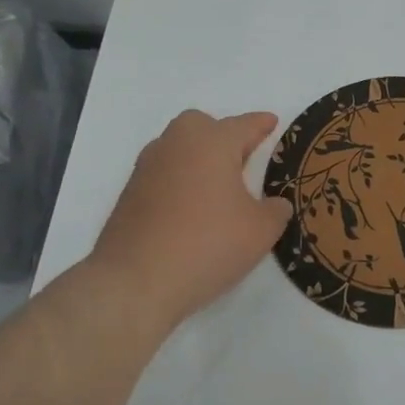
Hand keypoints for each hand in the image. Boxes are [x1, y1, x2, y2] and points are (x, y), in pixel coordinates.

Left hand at [82, 109, 291, 330]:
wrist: (134, 281)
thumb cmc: (207, 244)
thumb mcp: (260, 231)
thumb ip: (275, 211)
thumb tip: (275, 204)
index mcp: (212, 142)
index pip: (243, 125)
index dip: (261, 125)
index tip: (271, 122)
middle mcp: (177, 145)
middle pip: (202, 126)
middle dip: (222, 135)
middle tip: (241, 158)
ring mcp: (147, 168)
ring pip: (179, 149)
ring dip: (198, 159)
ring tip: (217, 186)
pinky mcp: (129, 194)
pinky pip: (163, 174)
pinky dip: (180, 182)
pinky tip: (191, 209)